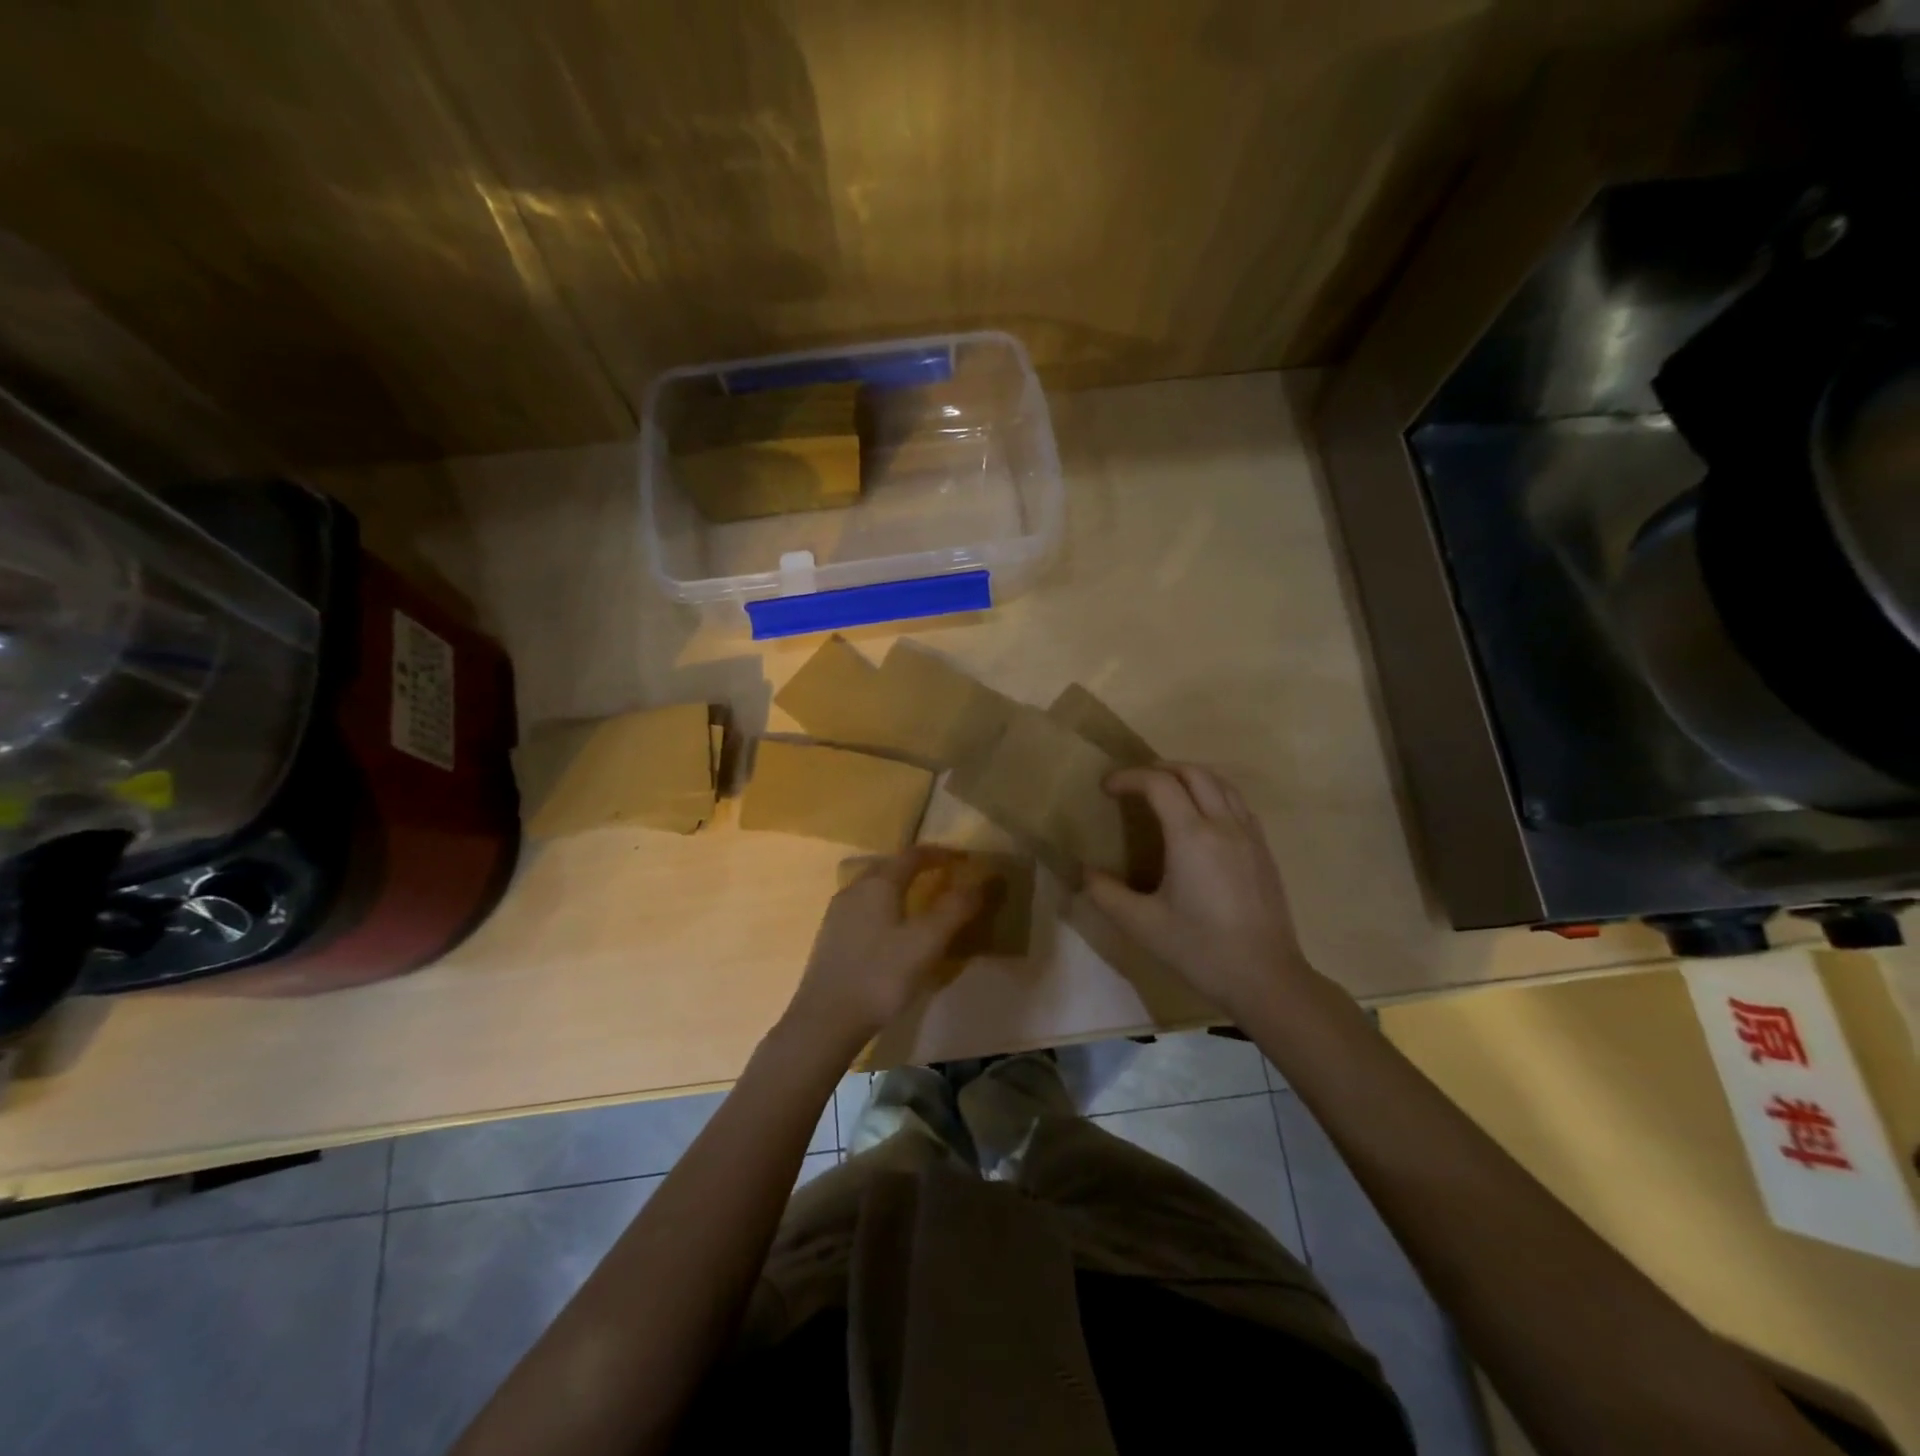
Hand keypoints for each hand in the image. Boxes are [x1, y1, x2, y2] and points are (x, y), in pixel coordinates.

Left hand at [782, 847, 988, 1048]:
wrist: (825, 1021)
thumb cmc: (881, 976)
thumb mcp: (927, 942)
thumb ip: (955, 908)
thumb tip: (983, 880)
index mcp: (878, 883)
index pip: (913, 855)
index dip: (940, 853)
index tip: (963, 859)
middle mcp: (854, 889)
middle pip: (889, 866)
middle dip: (917, 867)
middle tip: (943, 877)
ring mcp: (837, 913)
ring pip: (873, 887)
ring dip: (898, 887)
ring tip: (920, 903)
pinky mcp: (830, 937)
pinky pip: (863, 908)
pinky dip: (884, 907)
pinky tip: (891, 931)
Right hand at [1084, 764, 1312, 1021]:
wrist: (1266, 979)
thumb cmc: (1200, 950)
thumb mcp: (1142, 925)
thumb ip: (1106, 893)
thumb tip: (1084, 872)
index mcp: (1192, 836)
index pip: (1159, 784)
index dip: (1129, 777)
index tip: (1107, 788)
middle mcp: (1224, 824)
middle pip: (1193, 773)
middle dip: (1159, 769)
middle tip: (1134, 785)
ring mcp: (1250, 836)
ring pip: (1221, 783)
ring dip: (1189, 777)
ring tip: (1166, 792)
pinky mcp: (1264, 851)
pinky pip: (1238, 803)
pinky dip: (1214, 794)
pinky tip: (1202, 818)